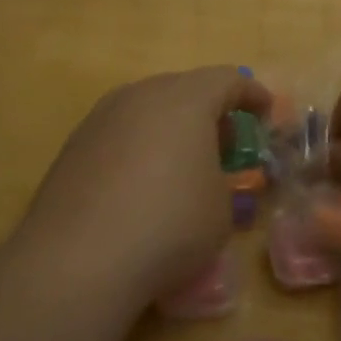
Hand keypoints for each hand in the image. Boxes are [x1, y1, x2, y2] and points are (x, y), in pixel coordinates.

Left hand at [19, 67, 270, 308]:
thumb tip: (210, 179)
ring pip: (148, 109)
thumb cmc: (169, 225)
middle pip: (185, 89)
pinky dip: (139, 148)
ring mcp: (102, 117)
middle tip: (225, 143)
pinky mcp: (73, 146)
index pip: (229, 80)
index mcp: (186, 98)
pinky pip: (119, 134)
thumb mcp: (222, 209)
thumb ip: (225, 182)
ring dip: (171, 128)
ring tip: (181, 164)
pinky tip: (140, 186)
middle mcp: (142, 94)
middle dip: (209, 110)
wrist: (77, 260)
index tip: (266, 114)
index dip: (253, 96)